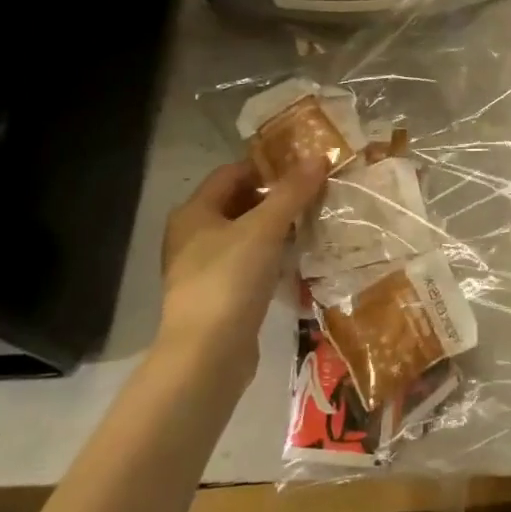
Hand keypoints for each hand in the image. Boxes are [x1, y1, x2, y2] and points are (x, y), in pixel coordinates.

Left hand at [155, 159, 325, 382]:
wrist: (207, 355)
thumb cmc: (230, 279)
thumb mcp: (265, 229)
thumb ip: (292, 192)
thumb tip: (319, 157)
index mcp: (194, 212)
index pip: (232, 172)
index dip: (267, 167)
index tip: (303, 169)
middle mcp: (192, 235)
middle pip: (238, 202)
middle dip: (275, 198)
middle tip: (313, 195)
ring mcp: (203, 268)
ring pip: (244, 235)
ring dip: (275, 228)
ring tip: (311, 223)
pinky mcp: (218, 295)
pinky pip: (247, 263)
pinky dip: (270, 256)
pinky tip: (296, 259)